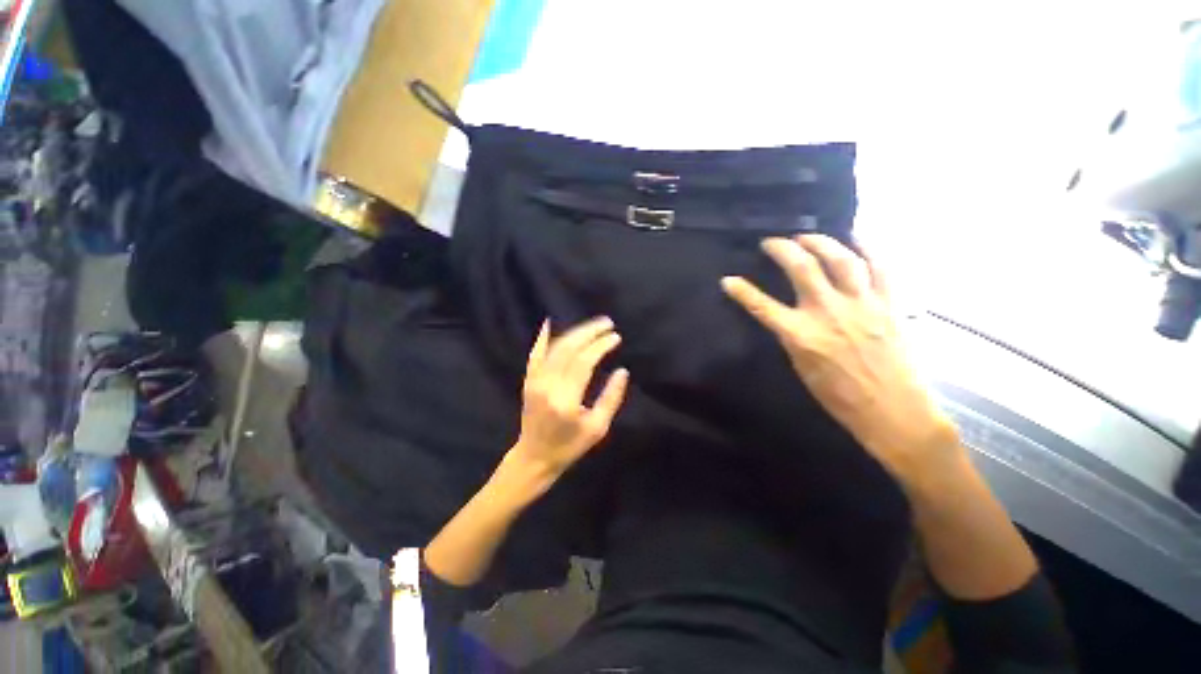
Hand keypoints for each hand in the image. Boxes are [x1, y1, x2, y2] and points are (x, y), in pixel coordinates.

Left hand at [510, 317, 629, 483]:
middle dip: (589, 332)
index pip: (584, 362)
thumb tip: (623, 371)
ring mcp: (534, 381)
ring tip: (593, 325)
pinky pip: (535, 354)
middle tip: (607, 323)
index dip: (601, 346)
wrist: (535, 457)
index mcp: (566, 400)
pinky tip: (550, 323)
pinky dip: (542, 338)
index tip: (616, 337)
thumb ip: (611, 398)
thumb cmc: (570, 446)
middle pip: (568, 349)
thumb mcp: (597, 428)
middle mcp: (547, 386)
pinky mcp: (528, 381)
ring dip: (574, 332)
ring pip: (554, 348)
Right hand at [721, 234, 959, 484]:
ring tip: (806, 236)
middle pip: (802, 268)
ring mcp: (862, 305)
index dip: (741, 291)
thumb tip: (784, 318)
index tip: (728, 280)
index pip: (761, 306)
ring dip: (820, 242)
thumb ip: (792, 337)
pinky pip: (880, 267)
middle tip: (771, 242)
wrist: (893, 411)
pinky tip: (856, 235)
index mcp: (802, 336)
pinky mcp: (889, 304)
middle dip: (782, 249)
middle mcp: (829, 313)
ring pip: (840, 260)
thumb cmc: (840, 398)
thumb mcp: (801, 368)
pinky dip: (868, 247)